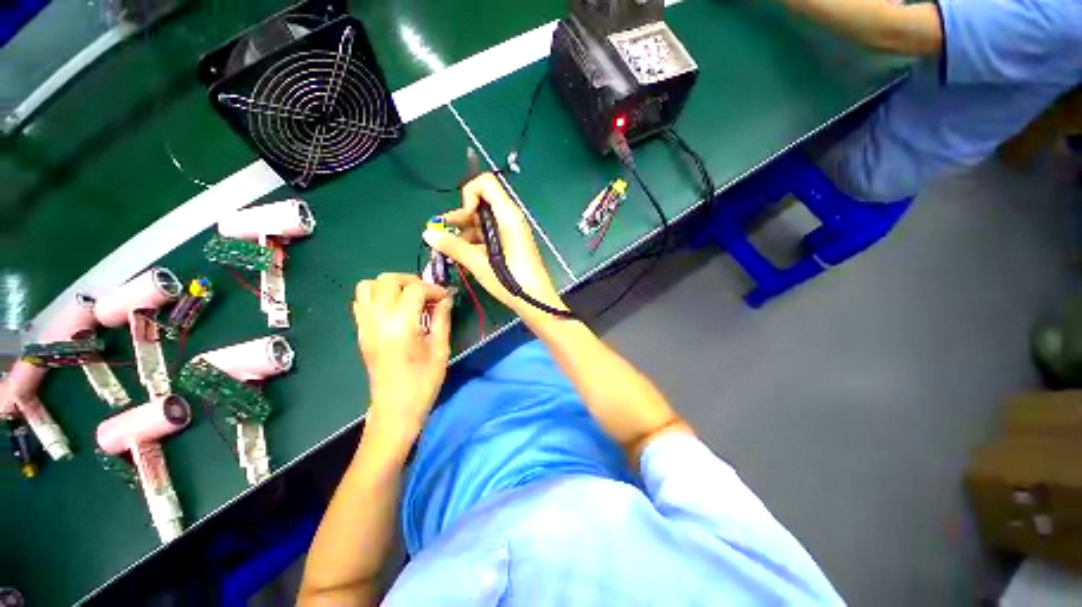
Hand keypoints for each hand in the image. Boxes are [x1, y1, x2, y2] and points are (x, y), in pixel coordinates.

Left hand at [353, 273, 451, 437]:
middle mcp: (378, 320)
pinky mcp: (361, 333)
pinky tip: (395, 310)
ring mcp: (365, 326)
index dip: (433, 289)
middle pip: (388, 280)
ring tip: (409, 298)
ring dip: (391, 285)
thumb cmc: (423, 382)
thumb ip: (442, 319)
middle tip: (427, 294)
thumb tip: (445, 299)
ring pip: (368, 286)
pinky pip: (362, 302)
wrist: (395, 409)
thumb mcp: (440, 349)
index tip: (445, 298)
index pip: (415, 289)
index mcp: (401, 325)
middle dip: (411, 280)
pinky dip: (377, 296)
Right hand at [423, 173, 567, 323]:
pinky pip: (490, 234)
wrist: (537, 302)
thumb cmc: (511, 282)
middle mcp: (511, 218)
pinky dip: (475, 241)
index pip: (485, 183)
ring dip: (465, 232)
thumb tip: (428, 233)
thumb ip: (454, 246)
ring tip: (450, 250)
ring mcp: (512, 231)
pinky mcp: (511, 243)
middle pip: (482, 203)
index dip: (469, 195)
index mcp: (508, 216)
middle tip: (443, 234)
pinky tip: (464, 257)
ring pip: (484, 221)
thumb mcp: (480, 264)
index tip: (463, 218)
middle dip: (461, 216)